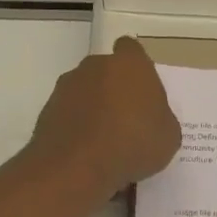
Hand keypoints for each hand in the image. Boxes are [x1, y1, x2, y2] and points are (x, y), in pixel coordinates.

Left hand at [28, 36, 181, 197]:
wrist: (77, 167)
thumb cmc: (133, 144)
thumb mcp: (168, 136)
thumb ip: (160, 117)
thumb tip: (151, 118)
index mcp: (130, 64)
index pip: (131, 49)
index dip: (136, 67)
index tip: (141, 89)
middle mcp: (95, 66)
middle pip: (106, 71)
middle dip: (114, 89)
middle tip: (126, 119)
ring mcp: (67, 87)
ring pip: (84, 92)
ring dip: (93, 108)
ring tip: (104, 141)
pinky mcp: (47, 110)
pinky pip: (68, 114)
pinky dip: (76, 127)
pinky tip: (86, 153)